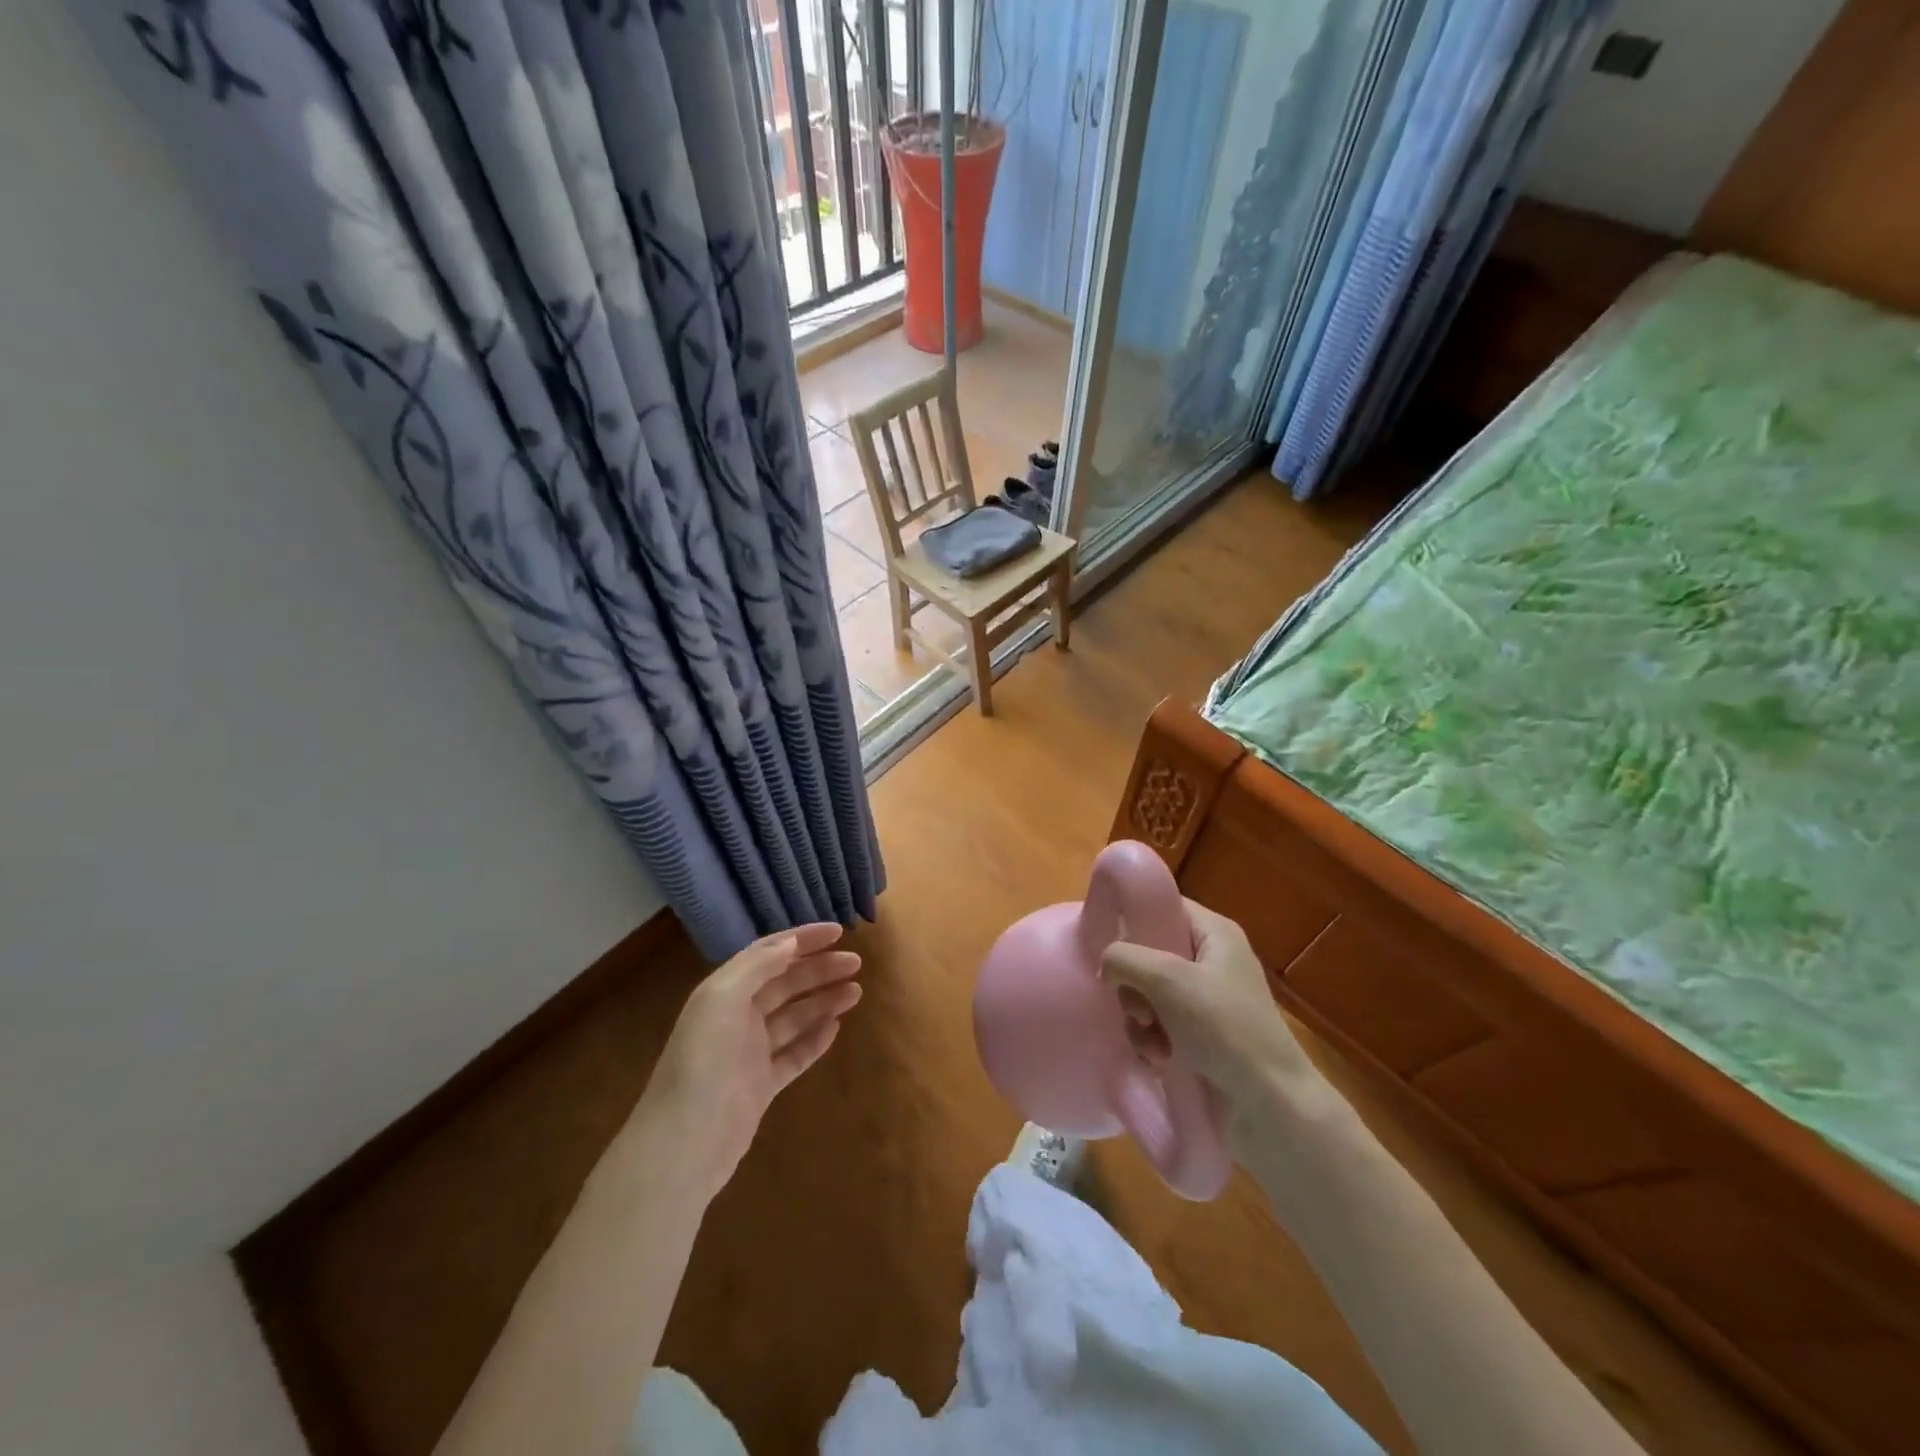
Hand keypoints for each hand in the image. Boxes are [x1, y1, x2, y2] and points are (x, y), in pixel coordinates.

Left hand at [636, 923, 861, 1202]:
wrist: (684, 1145)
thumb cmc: (703, 1063)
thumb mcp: (723, 1000)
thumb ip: (756, 966)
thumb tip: (790, 943)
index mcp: (724, 991)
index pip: (768, 954)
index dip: (803, 939)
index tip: (838, 931)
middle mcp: (736, 1017)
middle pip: (785, 983)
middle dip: (819, 969)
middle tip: (856, 963)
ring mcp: (749, 1053)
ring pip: (793, 1017)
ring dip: (823, 1001)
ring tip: (856, 991)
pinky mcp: (761, 1086)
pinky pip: (793, 1055)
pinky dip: (814, 1039)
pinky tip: (836, 1028)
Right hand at [1099, 901, 1326, 1137]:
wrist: (1271, 1105)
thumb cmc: (1224, 1028)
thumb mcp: (1167, 979)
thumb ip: (1124, 958)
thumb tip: (1106, 966)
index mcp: (1215, 934)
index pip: (1165, 907)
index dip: (1134, 921)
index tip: (1109, 946)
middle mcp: (1212, 961)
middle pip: (1151, 954)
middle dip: (1134, 984)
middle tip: (1138, 1007)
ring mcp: (1209, 1002)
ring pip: (1150, 994)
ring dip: (1140, 1019)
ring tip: (1151, 1041)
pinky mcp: (1204, 1038)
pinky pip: (1161, 1026)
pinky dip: (1154, 1041)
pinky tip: (1159, 1059)